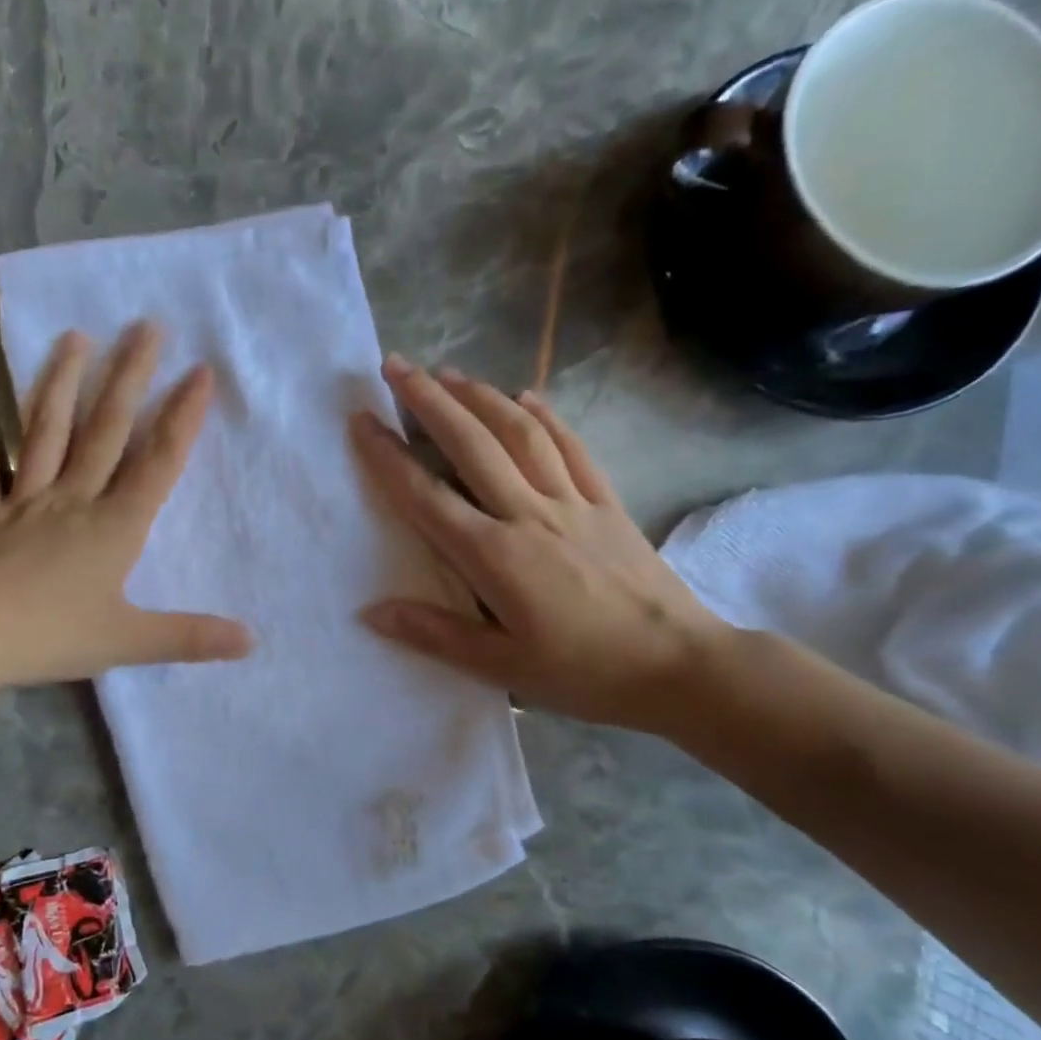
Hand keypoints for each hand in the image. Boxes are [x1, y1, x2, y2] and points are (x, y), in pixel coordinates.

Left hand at [0, 321, 251, 689]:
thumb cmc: (50, 637)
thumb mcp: (129, 641)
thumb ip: (190, 637)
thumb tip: (252, 641)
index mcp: (113, 526)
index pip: (157, 462)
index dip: (182, 417)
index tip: (200, 371)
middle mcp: (71, 500)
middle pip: (106, 430)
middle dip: (130, 377)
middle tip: (147, 326)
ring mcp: (21, 503)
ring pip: (45, 433)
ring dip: (61, 384)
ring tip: (76, 337)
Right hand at [350, 357, 724, 733]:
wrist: (679, 665)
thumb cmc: (583, 673)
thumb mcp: (501, 667)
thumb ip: (435, 634)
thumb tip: (370, 612)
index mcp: (494, 556)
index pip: (427, 497)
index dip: (389, 457)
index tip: (362, 420)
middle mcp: (529, 515)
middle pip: (472, 445)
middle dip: (429, 401)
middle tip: (395, 366)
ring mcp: (573, 503)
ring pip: (520, 434)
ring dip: (481, 397)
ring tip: (448, 372)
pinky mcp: (608, 504)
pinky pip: (573, 449)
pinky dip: (547, 418)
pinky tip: (527, 396)